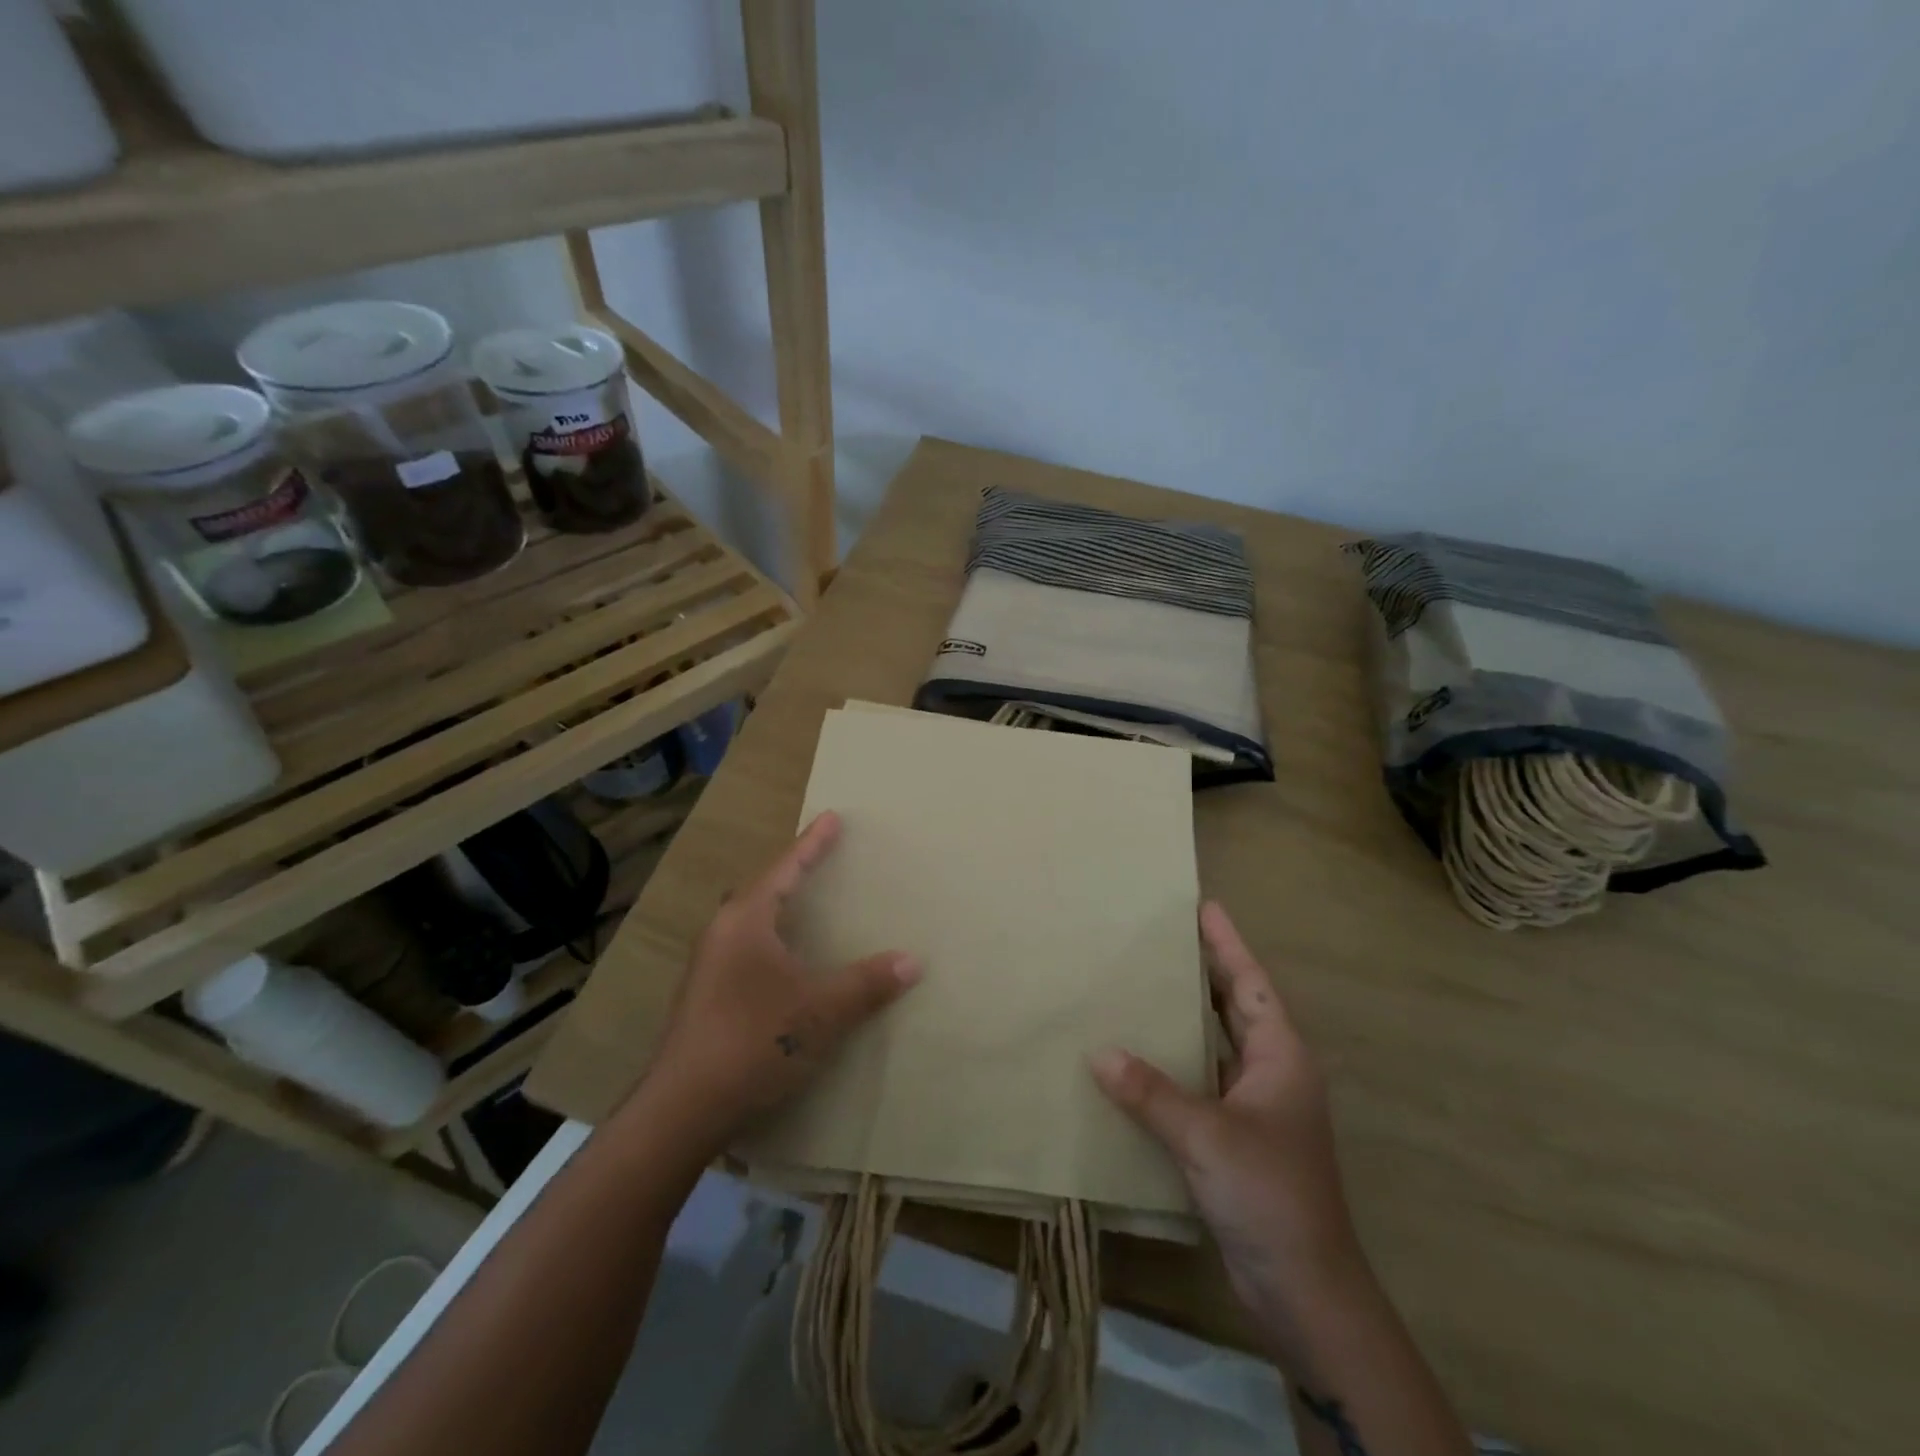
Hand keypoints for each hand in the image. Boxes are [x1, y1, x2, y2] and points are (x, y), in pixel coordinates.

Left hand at [646, 811, 921, 1148]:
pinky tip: (788, 962)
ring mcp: (709, 966)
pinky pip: (746, 948)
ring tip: (808, 906)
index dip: (812, 843)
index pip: (785, 869)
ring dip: (780, 908)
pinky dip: (773, 939)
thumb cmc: (755, 1041)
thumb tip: (913, 961)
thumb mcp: (821, 1010)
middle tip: (822, 859)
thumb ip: (867, 983)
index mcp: (746, 921)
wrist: (684, 1108)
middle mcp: (722, 933)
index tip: (832, 816)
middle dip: (793, 872)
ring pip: (751, 921)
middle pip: (762, 889)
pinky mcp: (706, 996)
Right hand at [1092, 902, 1367, 1363]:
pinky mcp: (1238, 1138)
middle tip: (1160, 939)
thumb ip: (1150, 1092)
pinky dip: (1174, 1065)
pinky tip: (1138, 1060)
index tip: (1203, 905)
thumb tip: (1098, 1052)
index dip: (1227, 943)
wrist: (1305, 1291)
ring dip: (1186, 1019)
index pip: (1251, 983)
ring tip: (1142, 987)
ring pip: (1217, 1045)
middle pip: (1235, 1007)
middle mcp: (1272, 1073)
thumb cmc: (1268, 1194)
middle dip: (1204, 972)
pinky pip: (1201, 1082)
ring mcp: (1257, 1107)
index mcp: (1280, 1057)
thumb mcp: (1206, 1136)